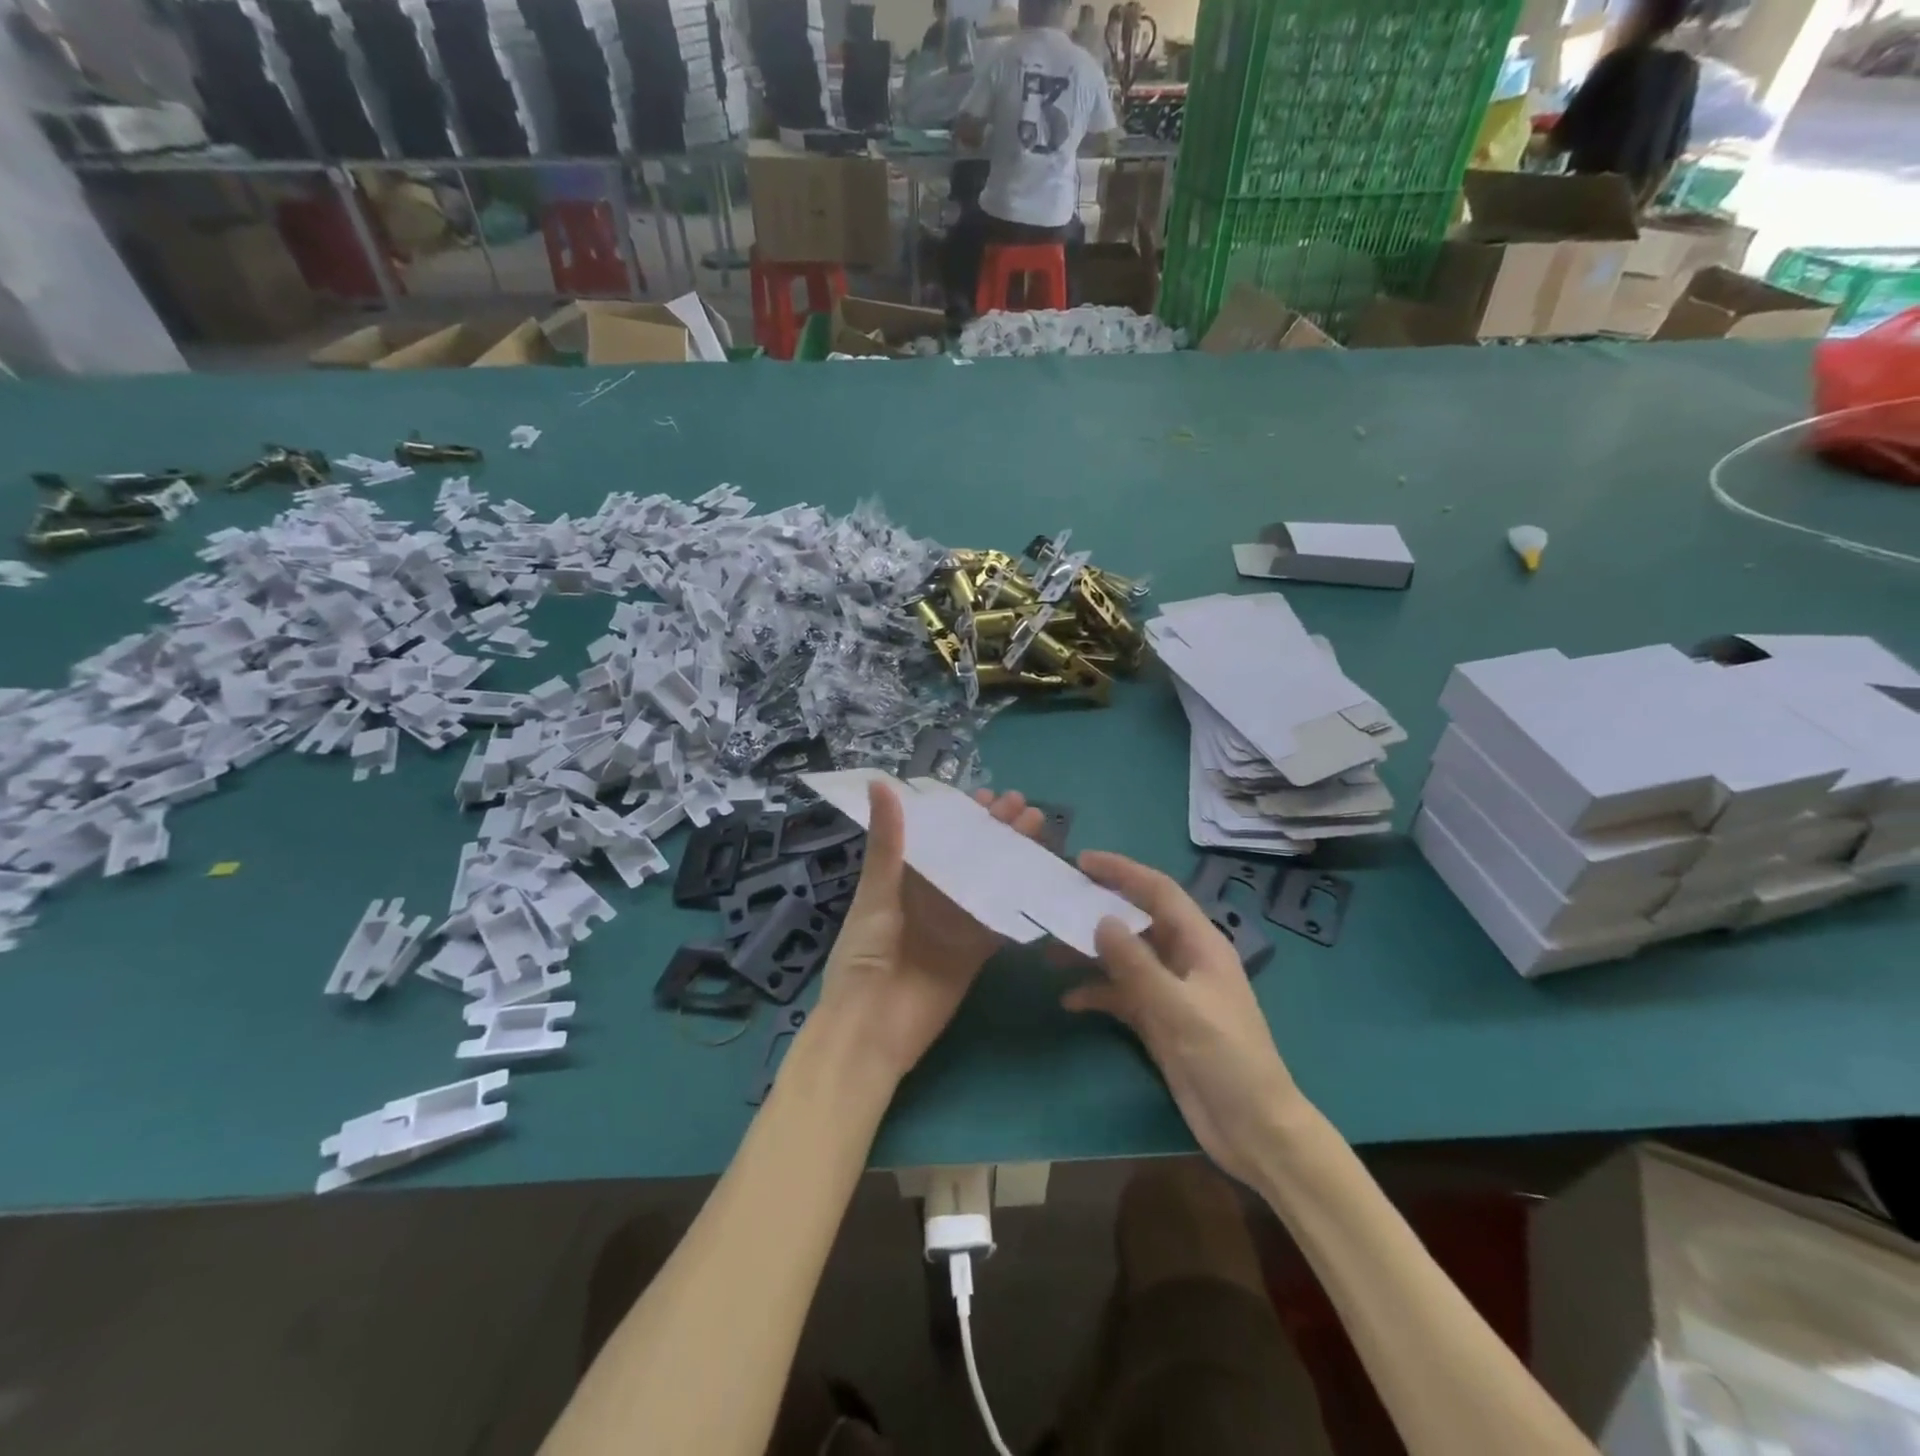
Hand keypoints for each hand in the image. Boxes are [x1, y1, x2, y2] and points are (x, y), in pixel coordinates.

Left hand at [812, 780, 1044, 1088]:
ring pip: (989, 881)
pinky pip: (999, 920)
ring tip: (1037, 828)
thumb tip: (881, 782)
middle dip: (994, 831)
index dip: (960, 816)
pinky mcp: (974, 951)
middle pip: (968, 856)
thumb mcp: (876, 893)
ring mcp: (955, 924)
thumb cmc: (863, 955)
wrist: (871, 1029)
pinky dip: (1018, 899)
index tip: (986, 794)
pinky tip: (1040, 874)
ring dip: (1011, 856)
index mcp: (902, 879)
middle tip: (1022, 805)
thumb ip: (887, 842)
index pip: (936, 837)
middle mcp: (931, 897)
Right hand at [1063, 852, 1306, 1188]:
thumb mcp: (1180, 1009)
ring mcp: (1170, 992)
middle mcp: (1184, 959)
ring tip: (1051, 949)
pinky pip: (1121, 995)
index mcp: (1200, 944)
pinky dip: (1097, 993)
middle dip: (1099, 908)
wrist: (1253, 1130)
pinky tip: (1069, 1000)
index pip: (1159, 892)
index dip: (1123, 871)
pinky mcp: (1159, 1021)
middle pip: (1137, 920)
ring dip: (1091, 953)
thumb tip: (1101, 920)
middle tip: (1057, 899)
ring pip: (1125, 958)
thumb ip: (1137, 964)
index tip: (1083, 860)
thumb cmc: (1226, 1059)